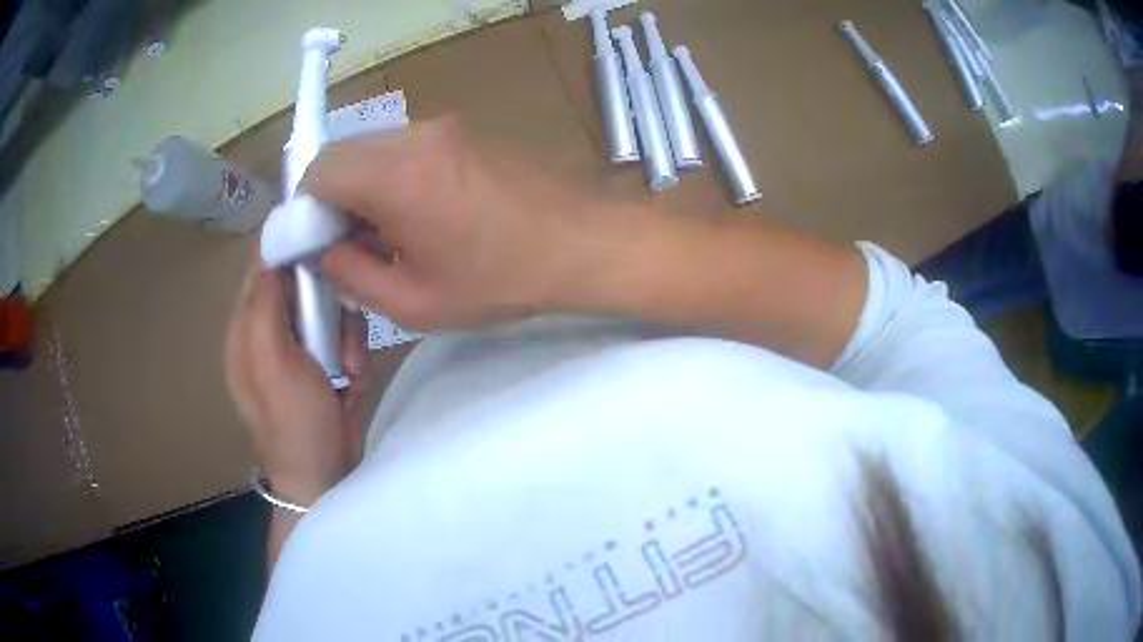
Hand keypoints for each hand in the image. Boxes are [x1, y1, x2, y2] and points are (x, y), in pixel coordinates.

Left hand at [225, 263, 366, 504]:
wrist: (324, 478)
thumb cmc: (294, 423)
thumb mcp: (273, 365)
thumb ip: (266, 308)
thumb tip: (274, 255)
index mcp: (247, 326)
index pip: (263, 264)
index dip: (289, 243)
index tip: (324, 233)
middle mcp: (269, 329)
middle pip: (302, 280)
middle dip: (328, 298)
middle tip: (343, 322)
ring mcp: (298, 345)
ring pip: (329, 305)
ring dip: (346, 332)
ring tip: (349, 367)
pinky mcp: (323, 360)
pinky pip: (344, 332)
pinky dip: (354, 351)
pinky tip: (353, 379)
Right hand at [304, 117, 639, 330]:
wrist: (583, 243)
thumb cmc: (503, 281)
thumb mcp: (415, 303)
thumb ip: (352, 275)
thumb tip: (322, 251)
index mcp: (397, 176)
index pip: (318, 171)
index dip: (304, 209)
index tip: (316, 244)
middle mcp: (415, 136)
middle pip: (342, 153)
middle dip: (330, 197)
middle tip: (346, 243)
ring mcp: (443, 126)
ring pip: (371, 148)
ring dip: (360, 185)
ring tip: (384, 233)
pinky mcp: (462, 130)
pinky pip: (403, 146)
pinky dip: (389, 175)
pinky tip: (415, 214)